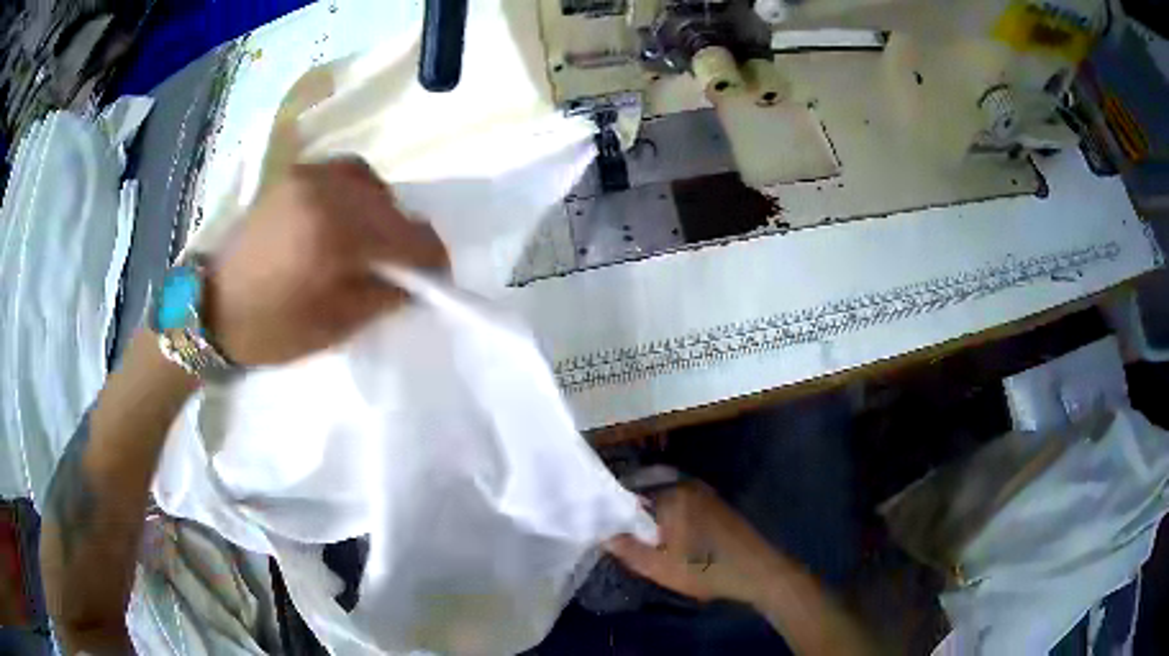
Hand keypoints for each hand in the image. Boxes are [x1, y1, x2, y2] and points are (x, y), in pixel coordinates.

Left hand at [206, 159, 447, 364]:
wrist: (211, 307)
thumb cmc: (270, 328)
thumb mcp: (335, 326)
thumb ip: (385, 296)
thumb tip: (418, 280)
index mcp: (335, 235)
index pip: (411, 236)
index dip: (433, 260)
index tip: (436, 281)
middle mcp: (326, 192)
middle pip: (394, 207)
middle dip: (407, 240)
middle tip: (404, 270)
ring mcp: (308, 177)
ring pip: (372, 185)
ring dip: (383, 214)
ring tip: (373, 243)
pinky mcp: (295, 176)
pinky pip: (344, 174)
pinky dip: (359, 193)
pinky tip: (349, 217)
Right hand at [607, 481, 782, 603]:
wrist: (756, 571)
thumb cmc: (705, 569)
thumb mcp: (660, 567)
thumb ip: (628, 550)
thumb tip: (605, 536)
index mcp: (672, 495)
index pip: (629, 494)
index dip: (614, 512)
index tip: (604, 527)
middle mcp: (687, 485)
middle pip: (647, 493)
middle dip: (633, 512)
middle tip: (620, 535)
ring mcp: (704, 493)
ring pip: (665, 499)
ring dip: (652, 515)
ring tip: (641, 539)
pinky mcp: (715, 504)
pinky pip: (682, 503)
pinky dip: (669, 515)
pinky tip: (668, 538)